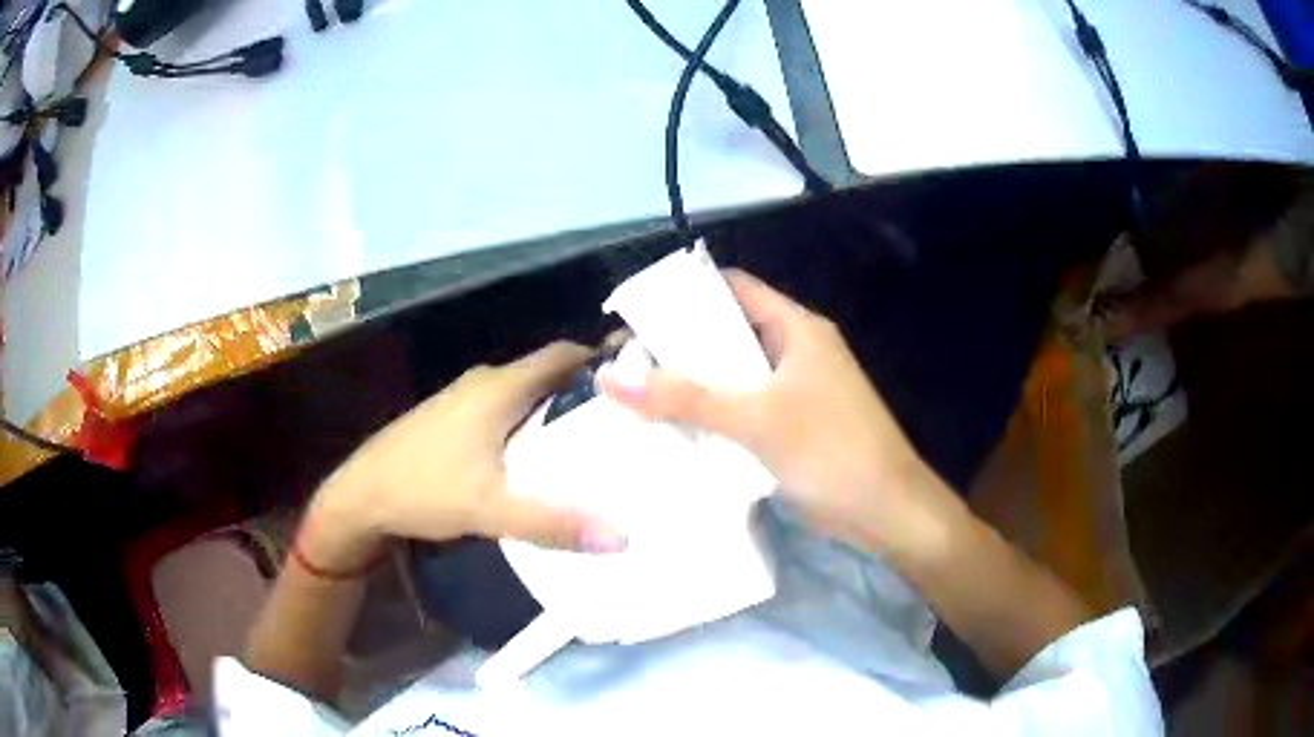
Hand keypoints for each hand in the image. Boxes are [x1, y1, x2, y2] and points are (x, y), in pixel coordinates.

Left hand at [302, 342, 626, 572]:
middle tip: (628, 418)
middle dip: (586, 389)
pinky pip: (506, 408)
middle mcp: (484, 383)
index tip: (639, 379)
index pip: (563, 356)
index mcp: (500, 388)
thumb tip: (621, 537)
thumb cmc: (423, 489)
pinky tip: (542, 454)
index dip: (601, 360)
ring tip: (597, 437)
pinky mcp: (452, 419)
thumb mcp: (490, 509)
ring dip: (557, 406)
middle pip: (547, 373)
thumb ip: (552, 522)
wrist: (360, 495)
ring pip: (525, 393)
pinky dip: (531, 420)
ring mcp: (464, 399)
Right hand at [600, 270, 955, 557]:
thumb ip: (684, 399)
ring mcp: (798, 389)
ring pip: (736, 372)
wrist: (887, 511)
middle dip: (681, 343)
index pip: (734, 288)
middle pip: (730, 331)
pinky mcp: (795, 424)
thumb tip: (608, 379)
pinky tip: (677, 428)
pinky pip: (745, 406)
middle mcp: (797, 350)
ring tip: (640, 392)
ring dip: (695, 381)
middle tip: (627, 361)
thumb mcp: (755, 421)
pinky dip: (714, 412)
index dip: (686, 291)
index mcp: (797, 328)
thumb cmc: (831, 452)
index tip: (638, 311)